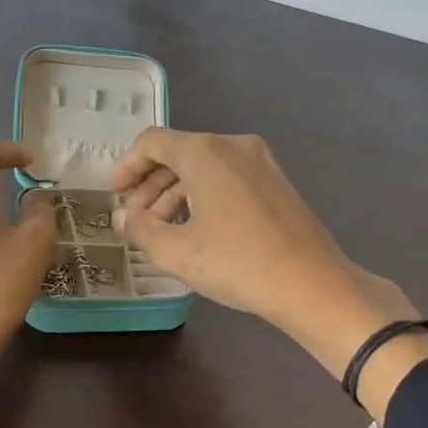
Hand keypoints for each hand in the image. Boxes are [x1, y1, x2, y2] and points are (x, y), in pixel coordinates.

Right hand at [110, 129, 427, 413]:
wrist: (313, 284)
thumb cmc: (238, 263)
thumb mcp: (177, 251)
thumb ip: (140, 228)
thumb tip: (122, 216)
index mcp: (205, 152)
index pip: (152, 143)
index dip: (127, 166)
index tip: (115, 195)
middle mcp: (234, 145)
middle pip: (178, 153)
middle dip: (150, 186)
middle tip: (135, 221)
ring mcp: (261, 162)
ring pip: (204, 168)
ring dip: (175, 194)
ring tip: (163, 232)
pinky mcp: (276, 182)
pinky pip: (227, 178)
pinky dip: (203, 196)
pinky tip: (197, 230)